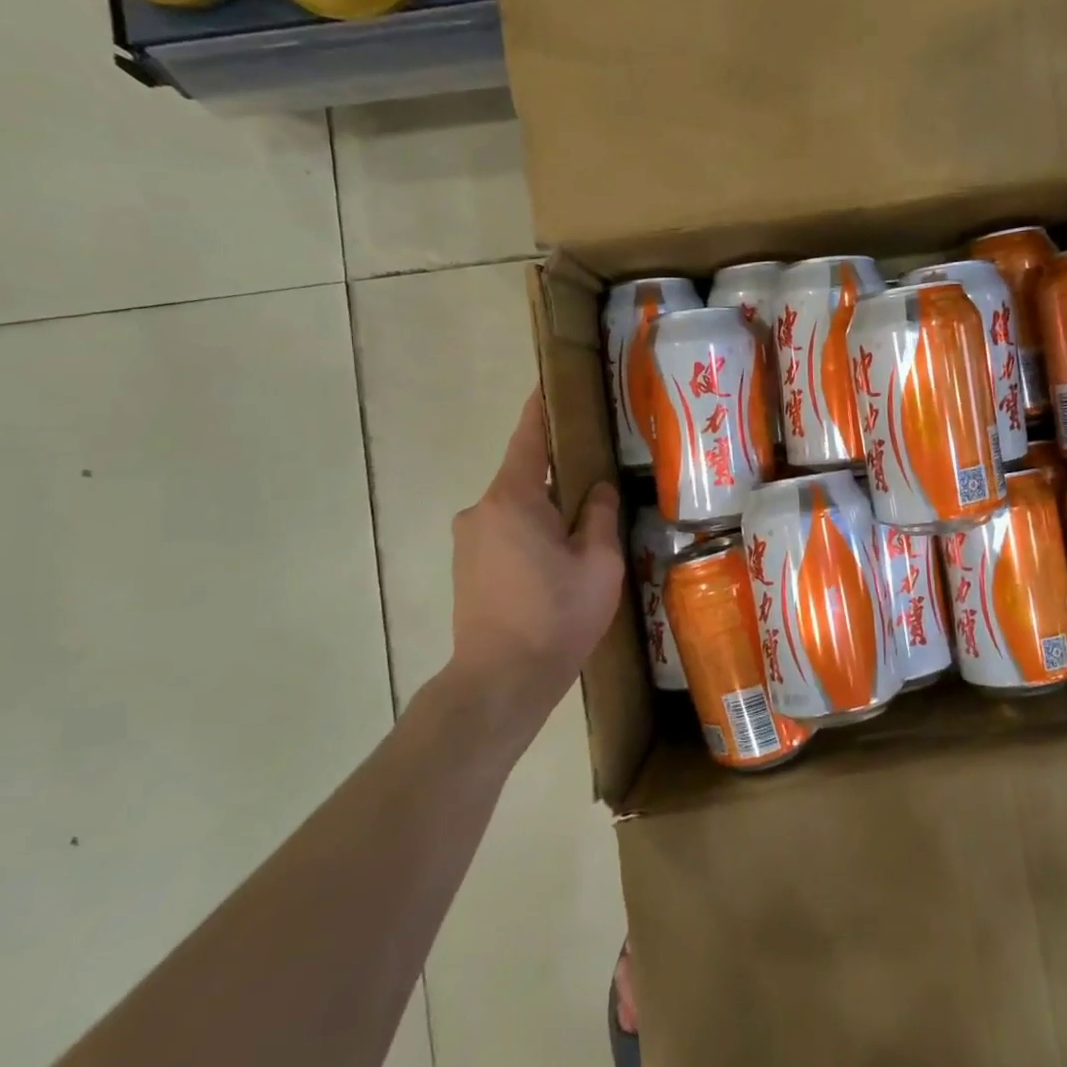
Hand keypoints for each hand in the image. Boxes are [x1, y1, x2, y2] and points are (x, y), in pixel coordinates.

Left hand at [444, 389, 622, 744]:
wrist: (500, 682)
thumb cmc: (556, 616)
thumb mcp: (597, 563)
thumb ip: (599, 516)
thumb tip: (599, 489)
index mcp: (514, 498)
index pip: (530, 438)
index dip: (542, 408)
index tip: (554, 384)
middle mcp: (481, 510)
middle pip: (526, 476)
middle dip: (560, 473)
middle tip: (600, 476)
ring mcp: (468, 540)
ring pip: (517, 509)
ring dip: (547, 511)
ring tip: (586, 529)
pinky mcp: (466, 568)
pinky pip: (505, 533)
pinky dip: (532, 534)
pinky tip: (558, 561)